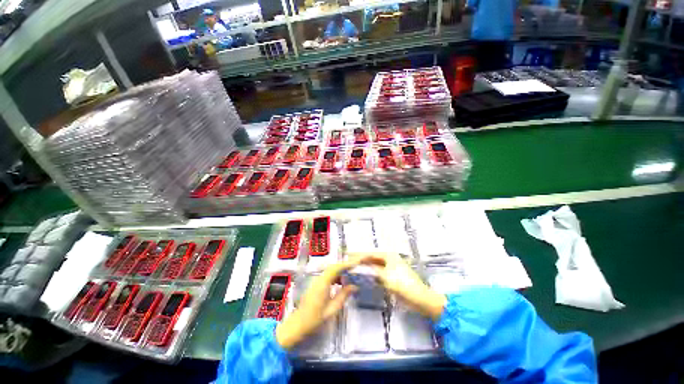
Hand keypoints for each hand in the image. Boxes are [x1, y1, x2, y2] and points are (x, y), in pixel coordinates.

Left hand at [275, 260, 357, 348]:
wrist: (297, 325)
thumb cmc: (314, 320)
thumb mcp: (332, 310)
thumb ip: (343, 296)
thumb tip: (354, 286)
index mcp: (322, 284)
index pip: (335, 268)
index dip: (346, 264)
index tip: (356, 263)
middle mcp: (318, 279)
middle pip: (333, 267)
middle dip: (345, 266)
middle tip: (355, 268)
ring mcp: (316, 281)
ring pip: (330, 270)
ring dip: (340, 271)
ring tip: (350, 276)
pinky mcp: (315, 284)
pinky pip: (327, 275)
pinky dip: (335, 276)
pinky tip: (340, 282)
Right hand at [351, 252, 446, 320]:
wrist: (420, 298)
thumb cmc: (403, 284)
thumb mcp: (386, 277)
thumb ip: (372, 270)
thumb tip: (359, 267)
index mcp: (389, 256)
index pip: (370, 254)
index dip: (359, 255)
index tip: (348, 256)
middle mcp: (389, 259)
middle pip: (372, 258)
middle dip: (361, 260)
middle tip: (349, 261)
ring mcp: (391, 267)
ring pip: (375, 265)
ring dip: (366, 267)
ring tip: (354, 268)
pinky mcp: (392, 276)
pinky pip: (379, 273)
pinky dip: (371, 274)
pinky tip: (364, 276)